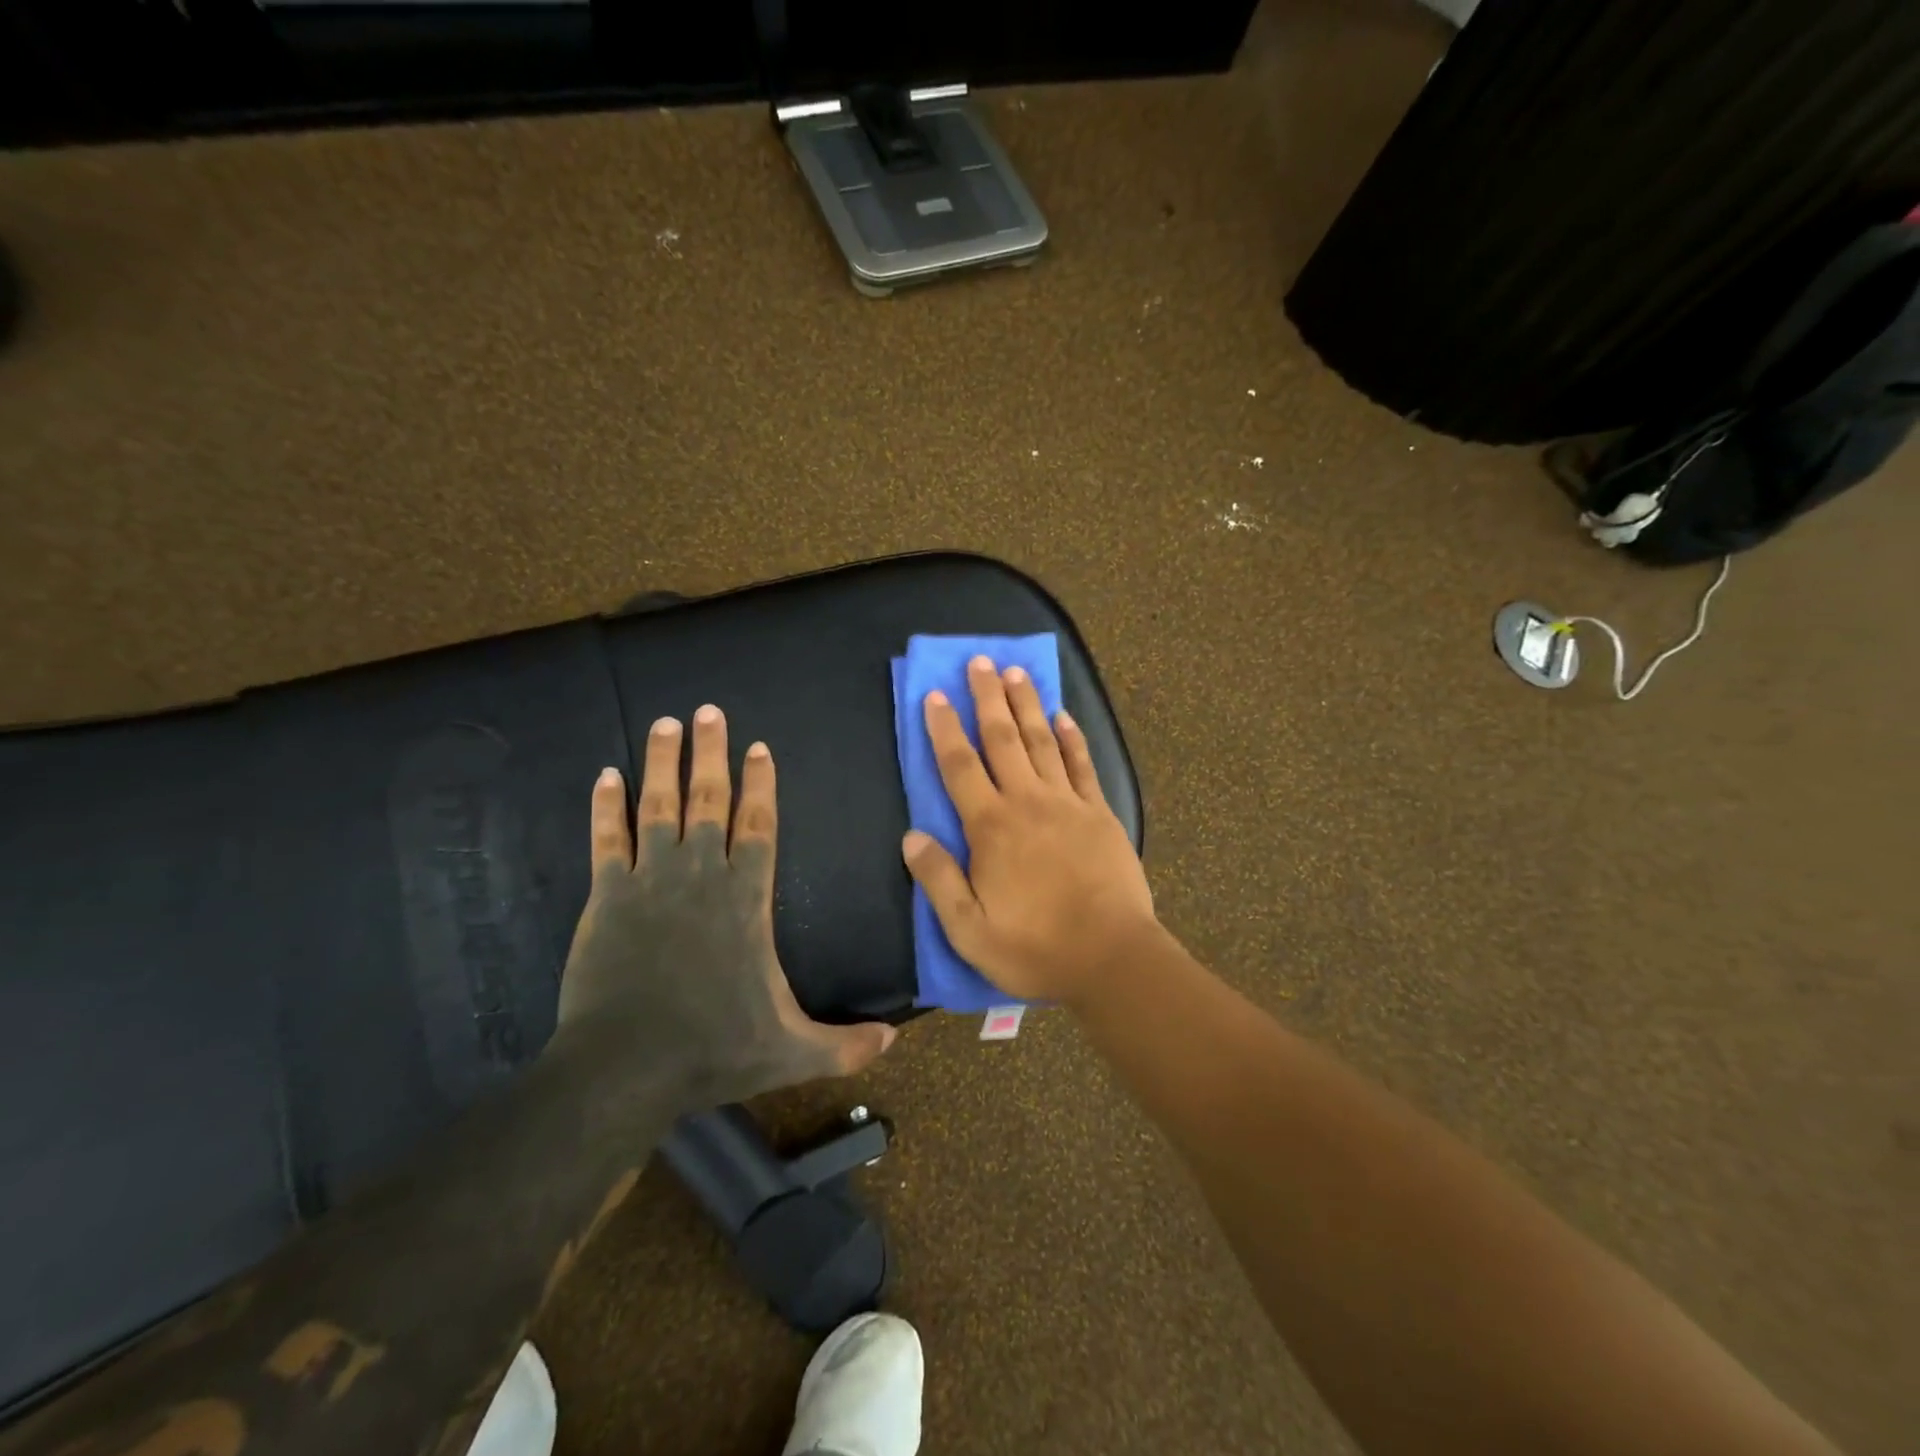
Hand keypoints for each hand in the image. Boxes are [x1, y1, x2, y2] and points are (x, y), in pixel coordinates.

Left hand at [557, 705, 895, 1108]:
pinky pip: (607, 839)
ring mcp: (649, 881)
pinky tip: (606, 774)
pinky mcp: (606, 897)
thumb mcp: (792, 1052)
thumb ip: (846, 1045)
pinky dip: (606, 806)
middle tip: (708, 713)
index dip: (760, 784)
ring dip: (663, 763)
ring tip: (666, 724)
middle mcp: (701, 876)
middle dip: (710, 754)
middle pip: (708, 801)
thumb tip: (896, 1042)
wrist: (624, 1069)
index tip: (758, 747)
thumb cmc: (713, 1050)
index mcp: (746, 898)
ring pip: (658, 807)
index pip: (758, 825)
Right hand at [901, 657, 1156, 1005]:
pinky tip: (1063, 716)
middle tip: (979, 661)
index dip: (945, 729)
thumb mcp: (969, 929)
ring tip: (1016, 673)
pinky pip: (1082, 765)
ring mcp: (1068, 803)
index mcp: (991, 828)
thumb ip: (938, 880)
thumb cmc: (1035, 947)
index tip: (936, 695)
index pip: (960, 767)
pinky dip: (1072, 738)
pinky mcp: (1100, 813)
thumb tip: (911, 836)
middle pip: (1002, 739)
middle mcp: (1027, 802)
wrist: (1112, 957)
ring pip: (1042, 742)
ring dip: (1027, 705)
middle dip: (988, 698)